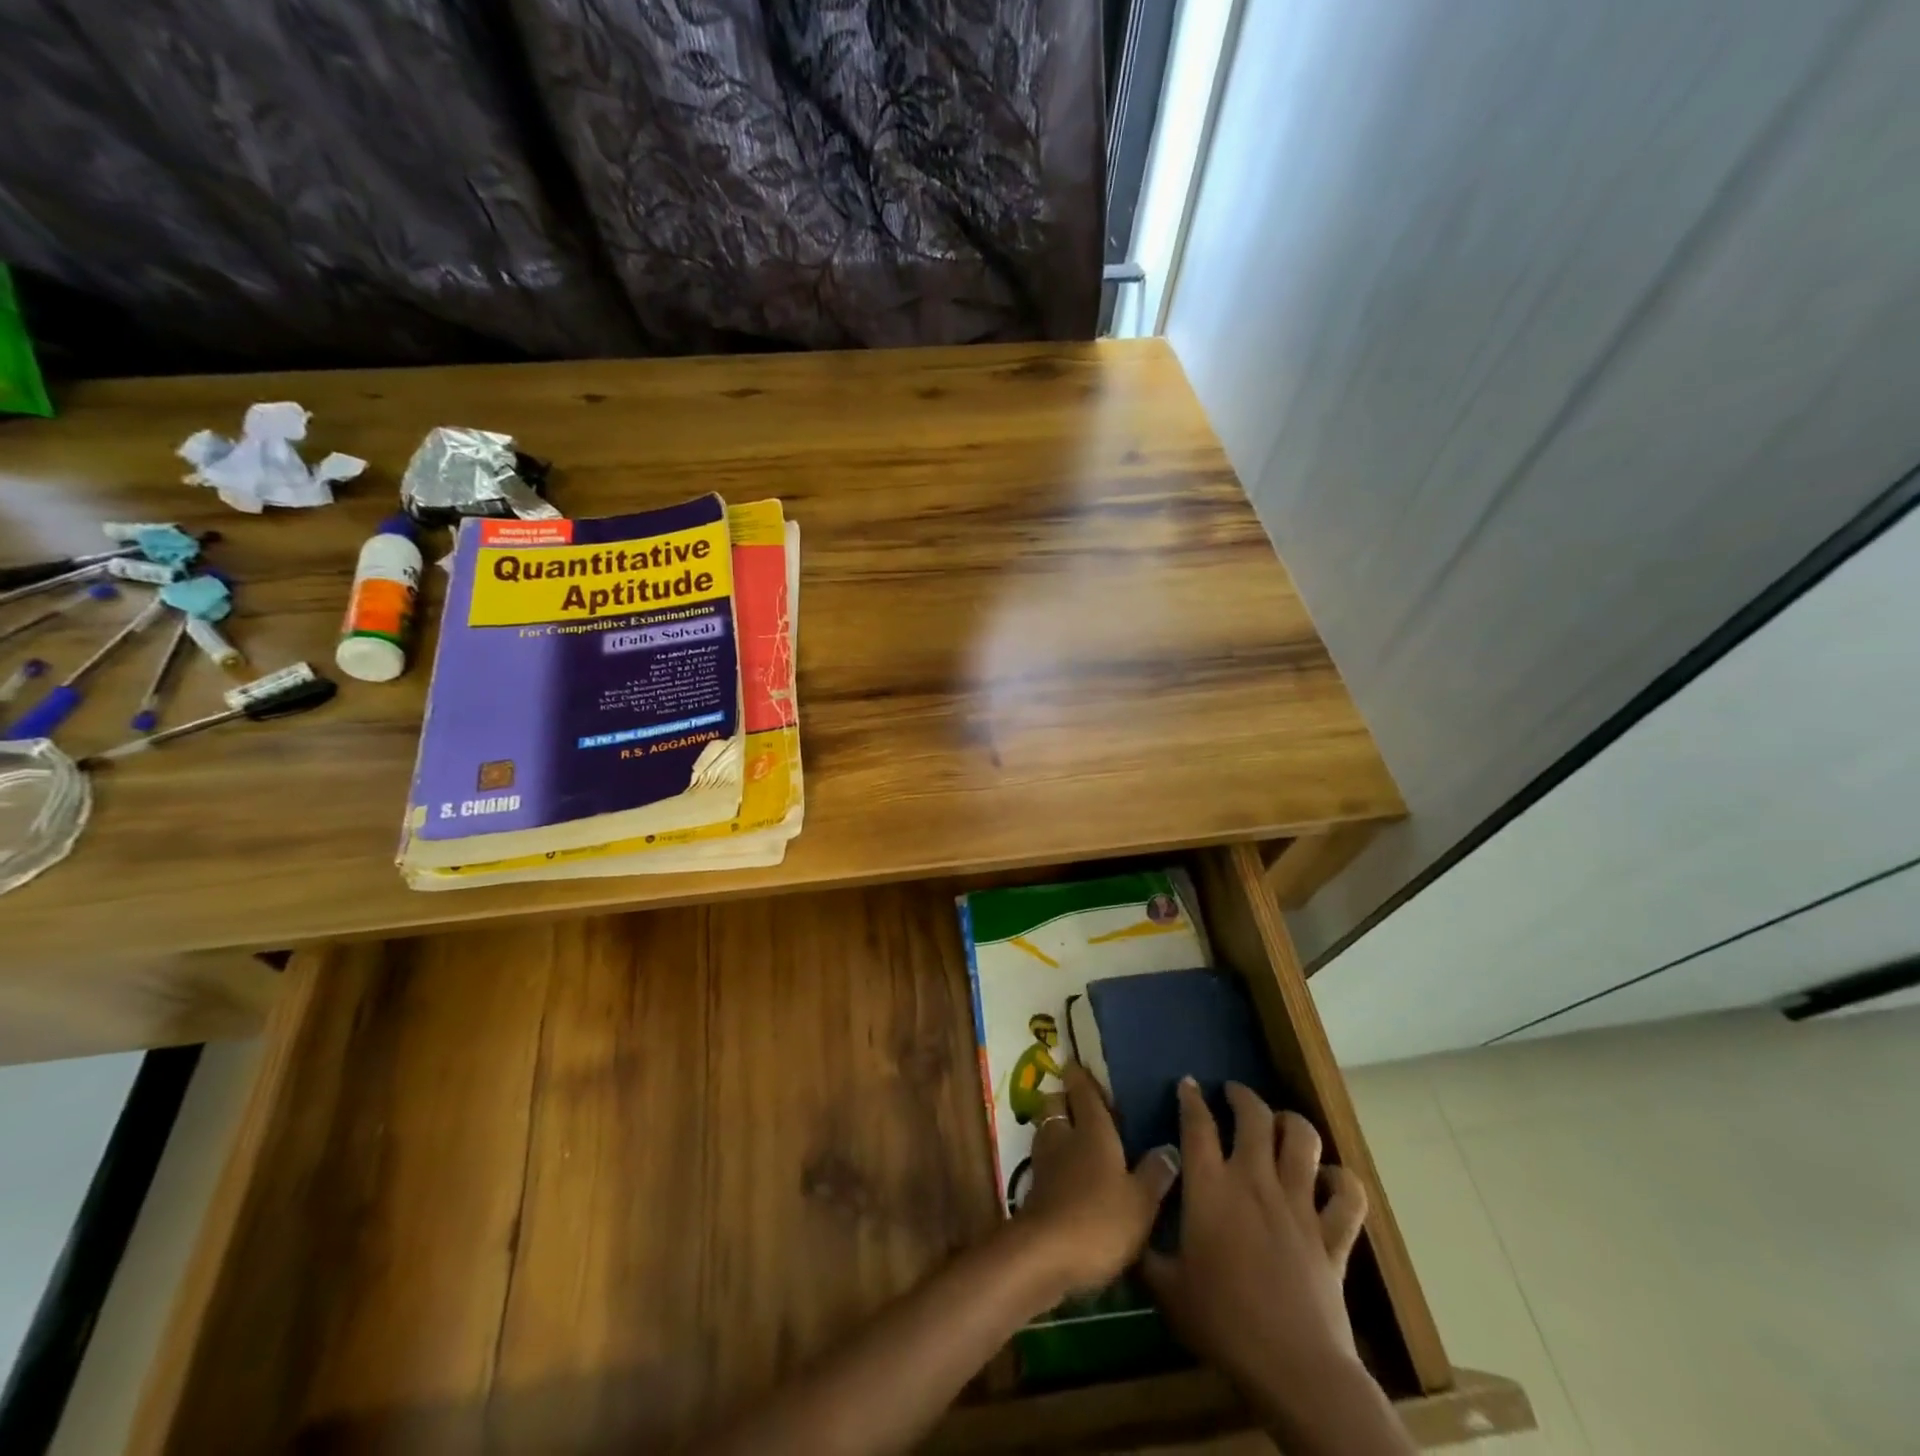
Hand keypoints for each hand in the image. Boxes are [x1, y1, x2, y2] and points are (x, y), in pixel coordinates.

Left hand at [1014, 1062, 1179, 1297]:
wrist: (1045, 1255)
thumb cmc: (1100, 1220)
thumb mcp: (1141, 1202)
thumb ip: (1155, 1174)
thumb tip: (1170, 1147)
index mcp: (1092, 1131)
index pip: (1083, 1092)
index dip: (1080, 1076)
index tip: (1075, 1062)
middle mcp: (1064, 1138)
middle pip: (1056, 1105)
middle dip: (1063, 1099)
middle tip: (1079, 1102)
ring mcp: (1044, 1163)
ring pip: (1047, 1131)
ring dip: (1056, 1128)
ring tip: (1074, 1136)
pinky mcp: (1034, 1190)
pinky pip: (1044, 1161)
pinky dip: (1053, 1160)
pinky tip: (1066, 1175)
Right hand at [1143, 1079, 1368, 1401]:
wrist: (1293, 1367)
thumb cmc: (1222, 1323)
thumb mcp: (1166, 1290)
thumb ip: (1144, 1253)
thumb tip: (1127, 1231)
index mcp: (1210, 1187)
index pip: (1197, 1125)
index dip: (1191, 1099)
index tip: (1188, 1085)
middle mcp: (1255, 1180)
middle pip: (1255, 1116)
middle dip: (1243, 1097)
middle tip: (1233, 1094)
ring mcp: (1299, 1204)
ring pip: (1304, 1140)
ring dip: (1292, 1123)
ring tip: (1280, 1123)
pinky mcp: (1333, 1235)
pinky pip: (1347, 1195)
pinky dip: (1342, 1181)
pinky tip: (1330, 1180)